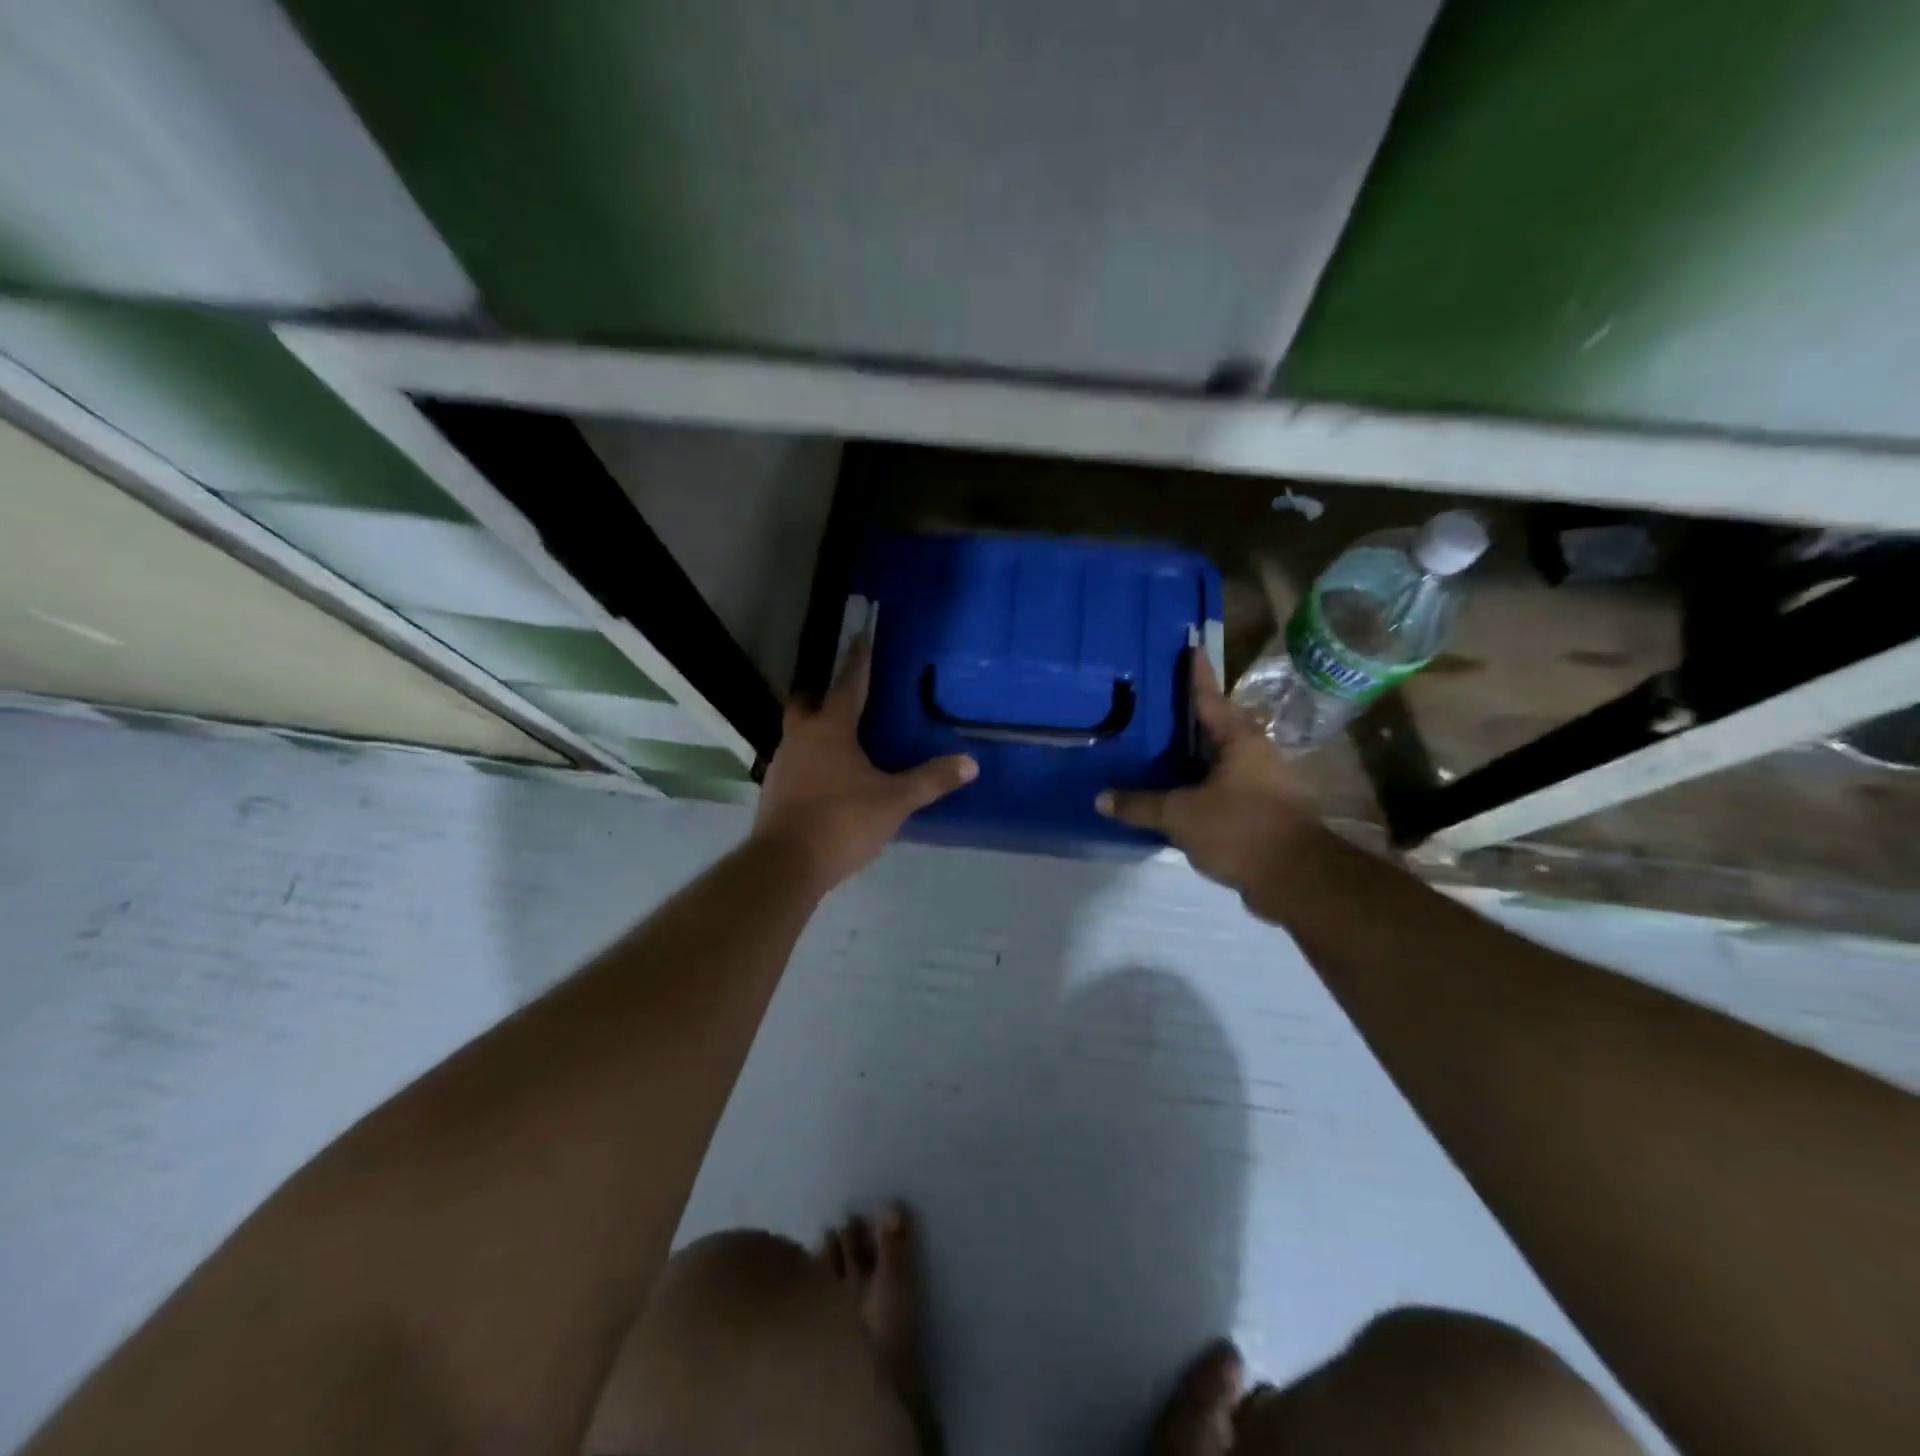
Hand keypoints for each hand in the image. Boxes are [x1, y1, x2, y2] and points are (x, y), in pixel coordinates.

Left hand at [753, 633, 976, 892]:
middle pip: (806, 703)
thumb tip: (970, 763)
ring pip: (797, 734)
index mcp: (830, 730)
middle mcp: (800, 738)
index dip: (857, 661)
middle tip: (842, 696)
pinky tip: (825, 779)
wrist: (786, 864)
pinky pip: (793, 763)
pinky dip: (808, 761)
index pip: (847, 684)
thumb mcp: (894, 801)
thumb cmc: (842, 821)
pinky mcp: (773, 791)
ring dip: (814, 730)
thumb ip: (930, 780)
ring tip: (838, 740)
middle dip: (822, 694)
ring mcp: (781, 765)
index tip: (859, 637)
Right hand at [1096, 654, 1320, 908]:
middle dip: (1195, 716)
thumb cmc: (1239, 829)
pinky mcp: (1264, 811)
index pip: (1211, 699)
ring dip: (1199, 754)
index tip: (1191, 650)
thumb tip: (1101, 798)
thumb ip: (1141, 805)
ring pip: (1224, 759)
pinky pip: (1226, 787)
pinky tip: (1180, 794)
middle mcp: (1256, 755)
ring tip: (1165, 750)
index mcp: (1240, 741)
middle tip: (1164, 705)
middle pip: (1221, 726)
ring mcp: (1265, 783)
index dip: (1197, 676)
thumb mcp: (1181, 815)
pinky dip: (1203, 785)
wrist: (1295, 878)